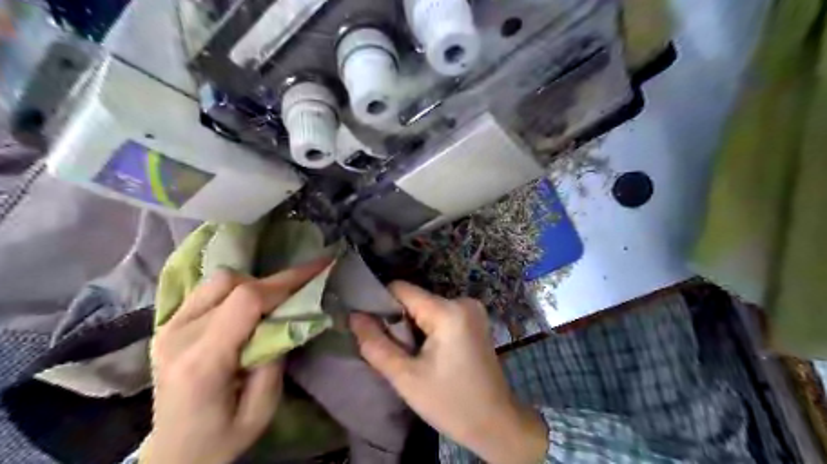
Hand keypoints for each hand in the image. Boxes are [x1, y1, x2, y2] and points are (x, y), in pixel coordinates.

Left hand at [142, 259, 329, 463]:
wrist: (172, 454)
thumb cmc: (220, 440)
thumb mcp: (261, 410)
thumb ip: (275, 360)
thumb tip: (288, 318)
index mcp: (201, 362)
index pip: (246, 301)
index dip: (285, 281)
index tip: (317, 270)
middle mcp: (178, 336)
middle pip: (233, 284)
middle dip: (275, 282)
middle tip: (301, 290)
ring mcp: (167, 328)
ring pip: (219, 280)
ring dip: (253, 284)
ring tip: (272, 302)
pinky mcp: (167, 325)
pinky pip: (207, 290)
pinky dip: (235, 289)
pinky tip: (248, 305)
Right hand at [350, 282, 546, 463]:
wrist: (495, 422)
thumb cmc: (450, 402)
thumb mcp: (406, 377)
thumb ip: (375, 344)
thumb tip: (354, 316)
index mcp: (448, 311)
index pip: (401, 289)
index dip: (380, 303)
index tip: (367, 325)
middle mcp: (463, 301)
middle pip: (414, 299)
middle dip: (397, 320)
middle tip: (392, 350)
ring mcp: (472, 308)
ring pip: (425, 307)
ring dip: (411, 326)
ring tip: (410, 355)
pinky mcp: (474, 318)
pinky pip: (439, 314)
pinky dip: (426, 328)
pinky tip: (428, 353)